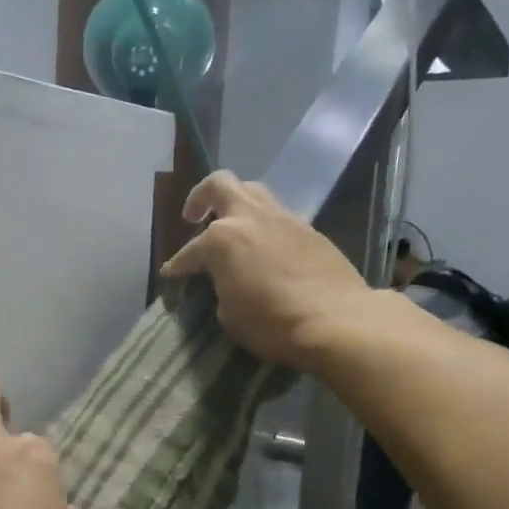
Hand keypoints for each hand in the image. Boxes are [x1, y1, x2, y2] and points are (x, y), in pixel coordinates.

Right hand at [161, 171, 373, 371]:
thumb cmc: (272, 323)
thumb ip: (220, 288)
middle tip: (193, 217)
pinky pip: (277, 215)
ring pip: (253, 192)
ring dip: (236, 204)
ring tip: (232, 227)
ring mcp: (283, 218)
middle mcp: (249, 217)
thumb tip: (225, 282)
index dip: (177, 266)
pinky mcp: (309, 229)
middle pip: (220, 185)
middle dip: (201, 197)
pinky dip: (264, 224)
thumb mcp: (229, 315)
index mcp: (221, 239)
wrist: (337, 320)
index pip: (188, 252)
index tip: (171, 274)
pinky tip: (263, 247)